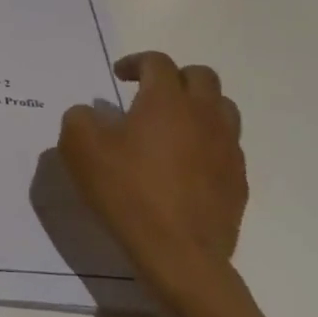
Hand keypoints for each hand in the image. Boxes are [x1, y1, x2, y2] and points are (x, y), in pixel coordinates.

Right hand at [57, 51, 246, 302]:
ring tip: (174, 125)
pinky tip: (186, 165)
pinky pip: (227, 147)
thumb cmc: (126, 191)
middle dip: (175, 77)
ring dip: (199, 107)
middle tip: (150, 94)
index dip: (136, 62)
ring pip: (223, 109)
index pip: (158, 62)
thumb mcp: (79, 148)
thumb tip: (90, 113)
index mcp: (166, 100)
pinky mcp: (238, 181)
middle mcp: (203, 115)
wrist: (179, 255)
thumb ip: (79, 118)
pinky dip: (208, 144)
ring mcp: (227, 149)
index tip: (119, 76)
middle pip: (201, 77)